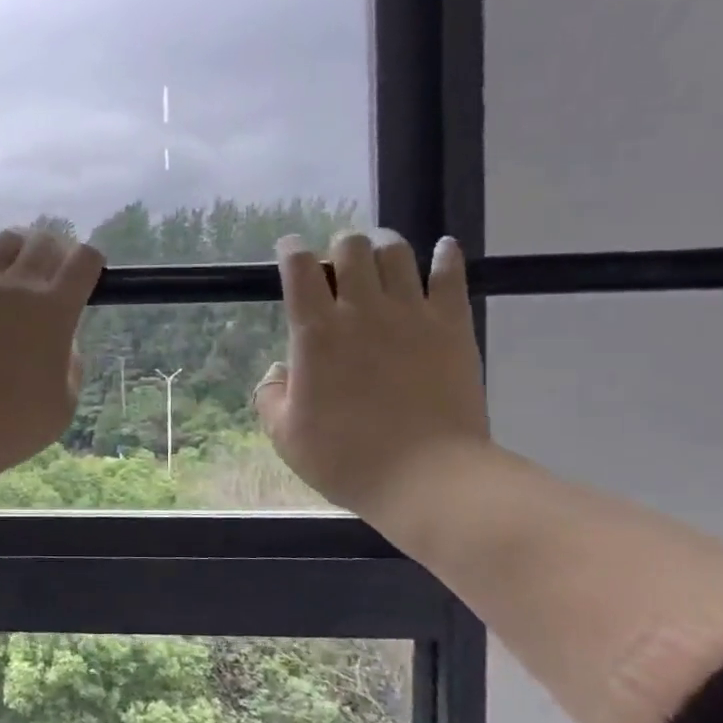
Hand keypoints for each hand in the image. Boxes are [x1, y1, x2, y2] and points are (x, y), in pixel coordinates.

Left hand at [0, 227, 104, 485]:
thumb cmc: (12, 424)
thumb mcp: (64, 401)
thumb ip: (70, 361)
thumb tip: (62, 338)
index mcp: (56, 310)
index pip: (85, 260)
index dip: (91, 261)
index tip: (87, 275)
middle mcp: (18, 286)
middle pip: (45, 242)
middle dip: (57, 251)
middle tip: (54, 271)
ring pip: (5, 241)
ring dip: (20, 247)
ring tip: (17, 264)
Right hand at [256, 230, 490, 528]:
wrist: (427, 477)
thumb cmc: (346, 458)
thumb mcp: (285, 436)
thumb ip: (271, 396)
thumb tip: (278, 371)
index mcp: (316, 333)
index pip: (299, 268)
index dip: (291, 250)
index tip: (290, 250)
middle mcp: (361, 310)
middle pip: (351, 247)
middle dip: (341, 246)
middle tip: (341, 264)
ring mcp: (410, 313)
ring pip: (396, 252)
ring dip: (384, 246)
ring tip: (382, 256)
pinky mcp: (452, 325)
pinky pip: (450, 275)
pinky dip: (445, 256)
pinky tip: (442, 251)